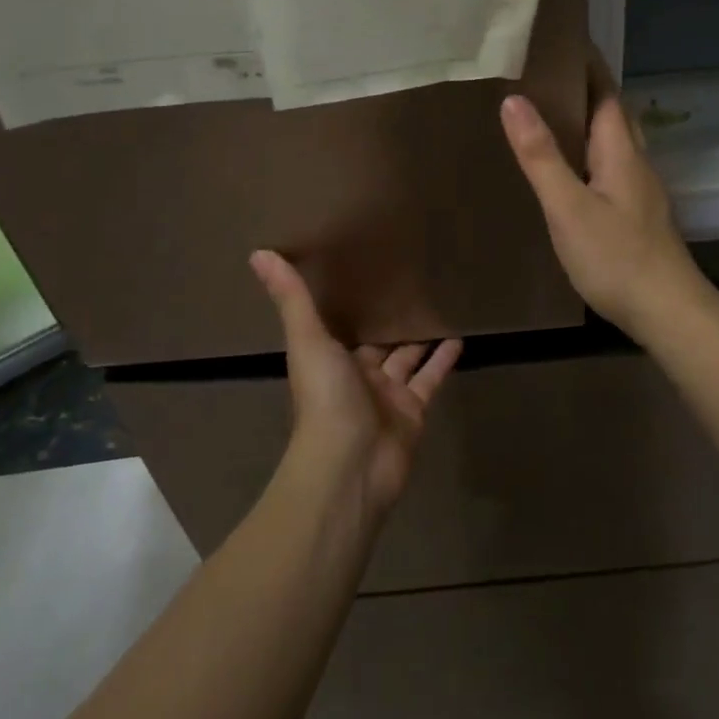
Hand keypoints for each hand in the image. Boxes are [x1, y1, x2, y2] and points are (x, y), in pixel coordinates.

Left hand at [249, 250, 460, 521]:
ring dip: (422, 337)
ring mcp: (388, 396)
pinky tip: (460, 337)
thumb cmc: (325, 399)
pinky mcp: (414, 412)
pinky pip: (431, 379)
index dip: (355, 304)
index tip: (369, 272)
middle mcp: (358, 376)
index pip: (344, 325)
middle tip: (414, 284)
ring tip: (442, 305)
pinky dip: (444, 360)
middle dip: (392, 319)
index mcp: (330, 359)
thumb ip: (292, 299)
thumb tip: (258, 253)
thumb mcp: (308, 340)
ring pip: (408, 359)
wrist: (350, 465)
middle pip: (379, 342)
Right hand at [500, 79, 706, 339]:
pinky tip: (572, 169)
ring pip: (614, 141)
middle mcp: (635, 162)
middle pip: (612, 113)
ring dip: (589, 122)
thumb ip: (541, 156)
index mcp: (620, 151)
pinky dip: (590, 153)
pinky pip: (612, 166)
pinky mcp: (638, 213)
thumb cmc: (615, 256)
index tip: (558, 41)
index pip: (605, 92)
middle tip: (544, 75)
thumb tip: (514, 100)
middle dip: (585, 89)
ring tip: (550, 115)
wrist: (666, 309)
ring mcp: (640, 189)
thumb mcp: (568, 206)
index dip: (586, 65)